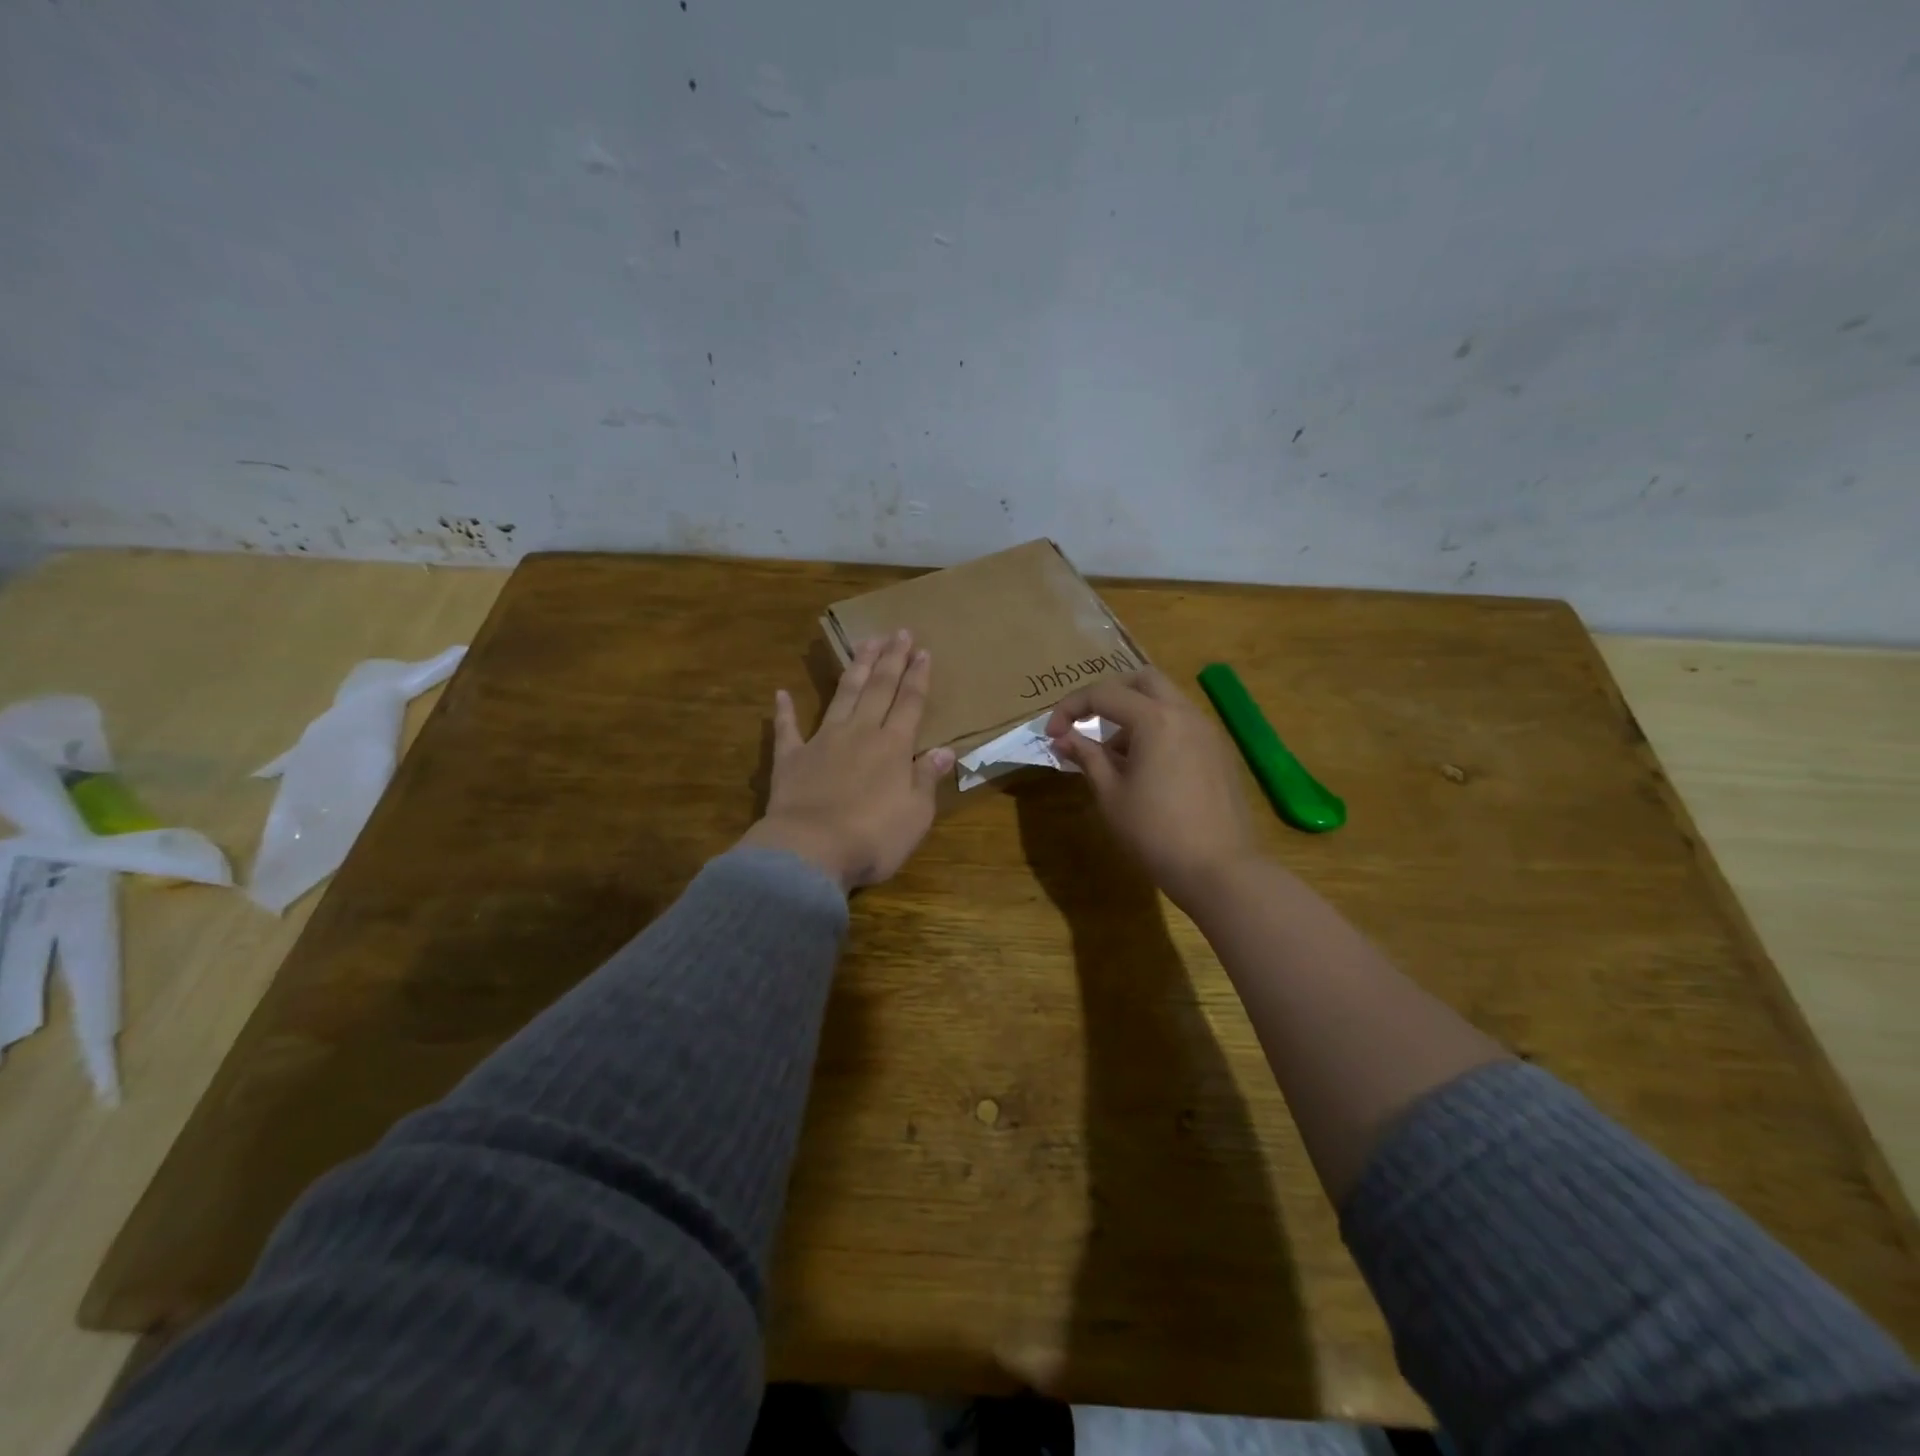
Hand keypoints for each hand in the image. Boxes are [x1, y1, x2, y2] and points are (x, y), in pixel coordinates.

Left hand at [741, 630, 953, 891]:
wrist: (810, 851)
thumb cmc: (873, 837)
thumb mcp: (916, 814)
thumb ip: (927, 778)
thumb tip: (945, 750)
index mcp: (893, 747)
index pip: (910, 703)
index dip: (918, 676)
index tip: (923, 651)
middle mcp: (860, 733)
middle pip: (878, 688)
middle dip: (890, 659)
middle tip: (898, 631)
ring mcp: (822, 741)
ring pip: (842, 695)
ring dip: (854, 668)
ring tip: (864, 643)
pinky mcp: (791, 759)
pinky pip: (787, 729)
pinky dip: (784, 711)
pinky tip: (782, 693)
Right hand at [1045, 667, 1259, 908]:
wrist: (1219, 869)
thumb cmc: (1155, 833)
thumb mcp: (1111, 795)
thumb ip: (1087, 757)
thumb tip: (1063, 739)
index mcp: (1155, 719)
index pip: (1103, 694)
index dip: (1070, 708)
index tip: (1052, 735)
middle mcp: (1185, 713)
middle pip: (1141, 680)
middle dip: (1108, 695)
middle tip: (1086, 723)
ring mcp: (1208, 731)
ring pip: (1165, 700)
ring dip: (1134, 713)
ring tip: (1113, 754)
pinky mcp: (1219, 752)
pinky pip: (1182, 723)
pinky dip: (1157, 729)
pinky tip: (1145, 768)